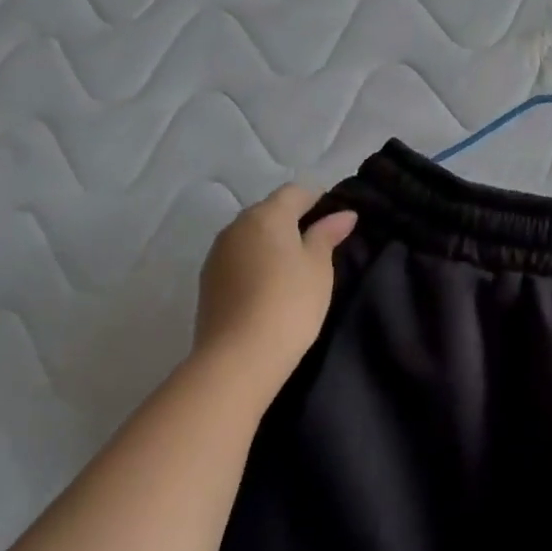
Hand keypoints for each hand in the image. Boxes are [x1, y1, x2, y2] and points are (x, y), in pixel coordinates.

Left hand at [194, 185, 357, 392]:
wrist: (238, 358)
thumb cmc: (290, 303)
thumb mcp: (319, 266)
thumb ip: (327, 235)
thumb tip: (343, 214)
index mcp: (266, 215)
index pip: (296, 192)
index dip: (318, 198)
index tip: (337, 218)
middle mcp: (237, 226)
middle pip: (270, 211)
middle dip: (294, 220)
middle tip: (320, 244)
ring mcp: (217, 254)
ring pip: (251, 235)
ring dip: (272, 242)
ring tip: (296, 267)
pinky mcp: (208, 281)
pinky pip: (238, 258)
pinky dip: (256, 262)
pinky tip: (270, 286)